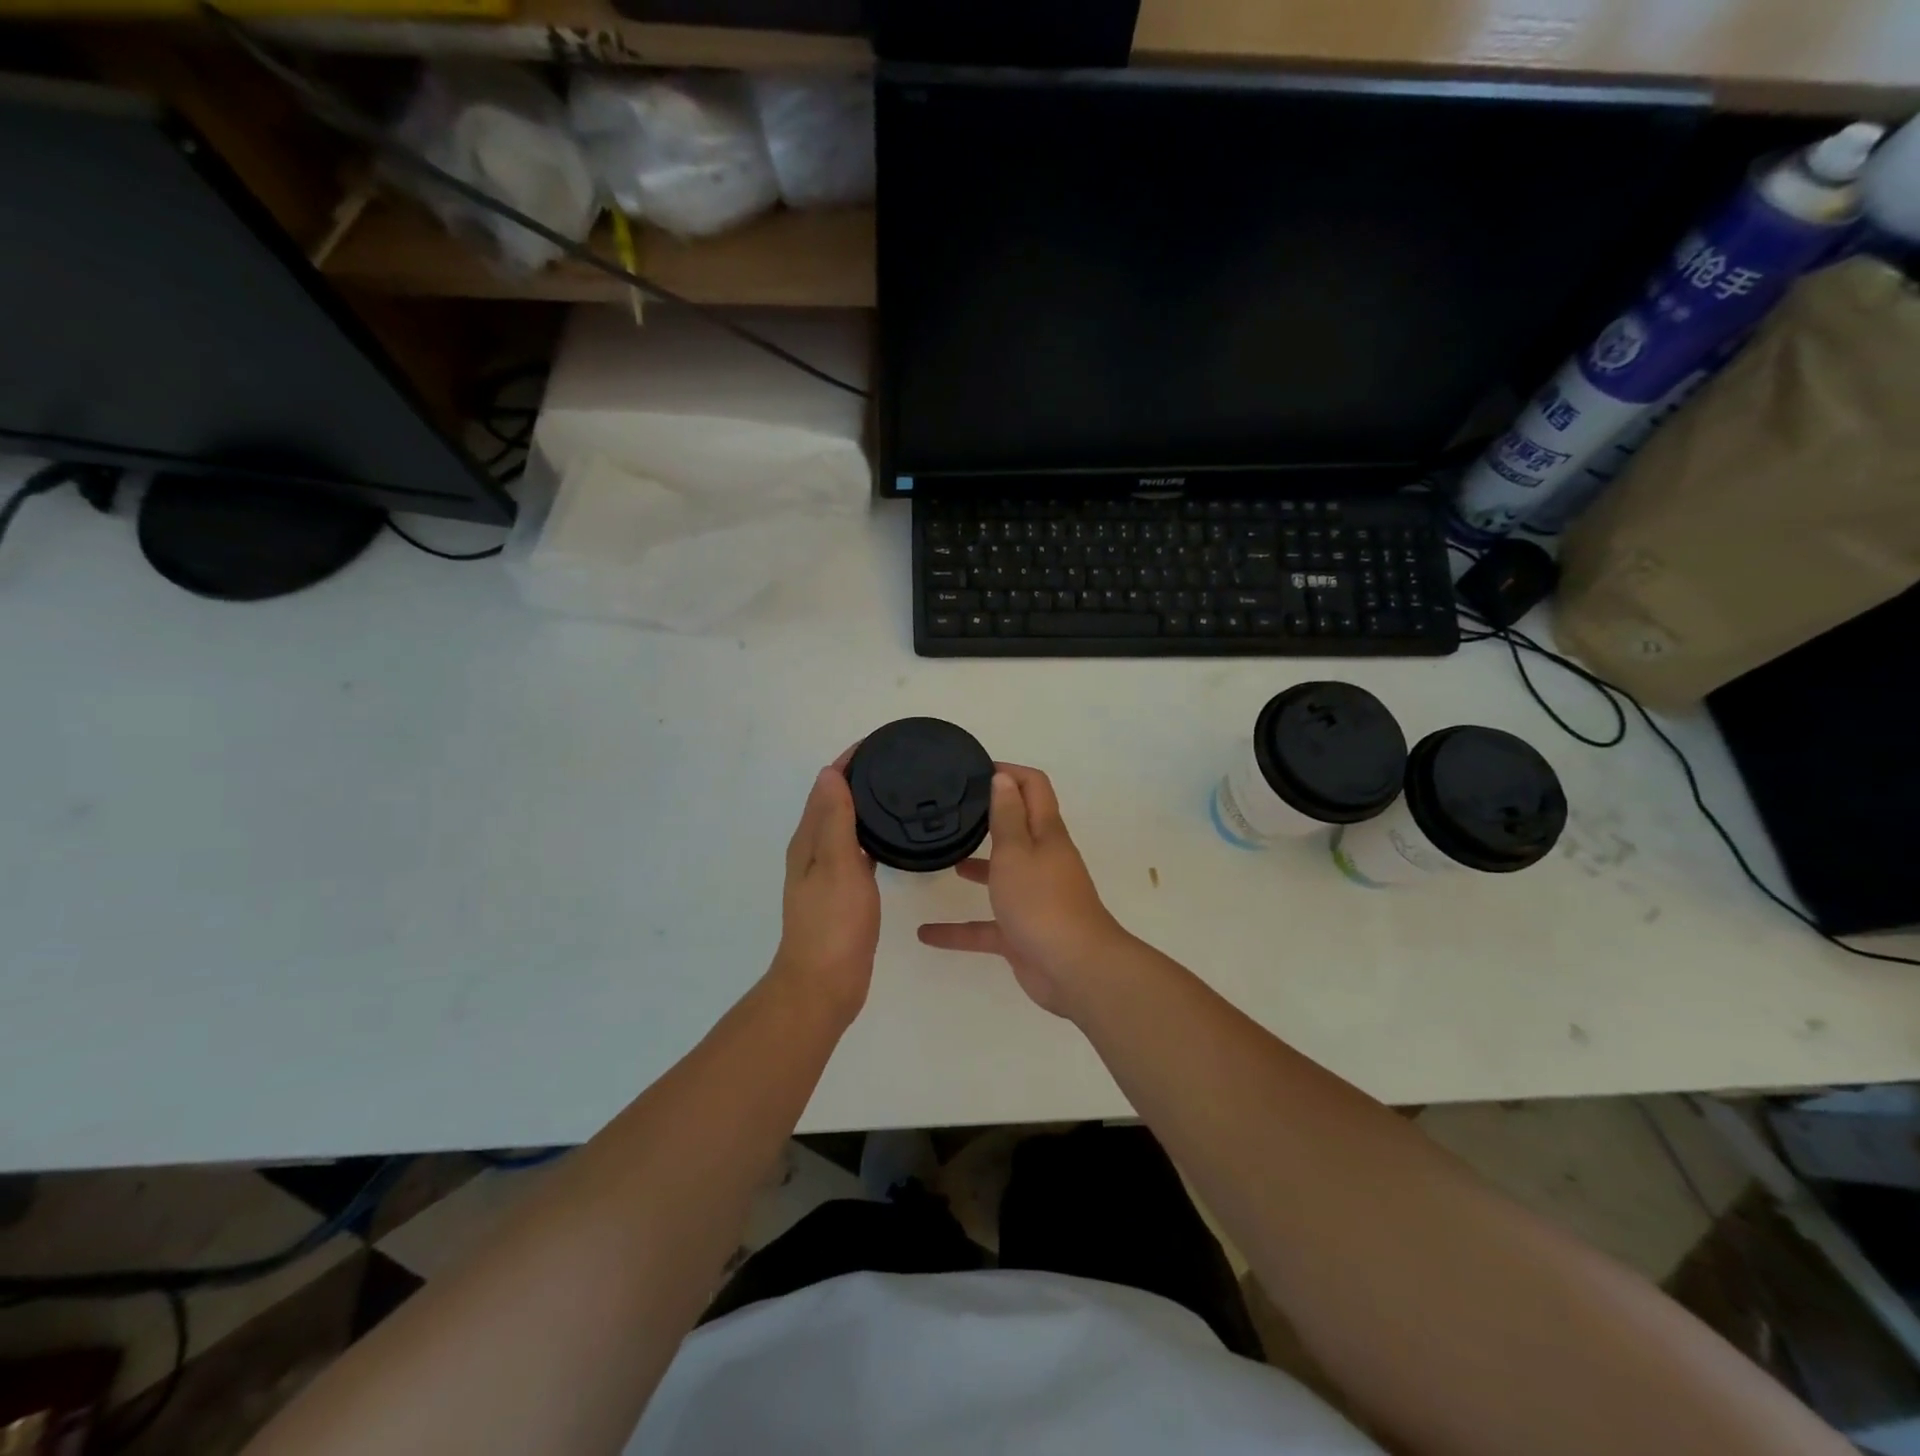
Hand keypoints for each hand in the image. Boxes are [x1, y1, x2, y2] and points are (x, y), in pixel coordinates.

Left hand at [771, 754, 878, 1025]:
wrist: (825, 984)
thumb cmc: (833, 924)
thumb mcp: (837, 865)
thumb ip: (835, 820)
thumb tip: (830, 772)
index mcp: (809, 840)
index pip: (827, 786)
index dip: (849, 761)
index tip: (880, 743)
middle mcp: (814, 851)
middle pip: (835, 802)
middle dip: (860, 778)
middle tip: (899, 763)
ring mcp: (827, 874)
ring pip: (846, 826)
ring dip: (865, 806)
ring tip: (900, 792)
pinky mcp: (843, 893)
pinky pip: (857, 851)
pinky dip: (870, 836)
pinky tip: (891, 839)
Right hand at [916, 765, 1128, 1018]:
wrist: (1075, 970)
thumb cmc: (1041, 902)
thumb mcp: (1017, 852)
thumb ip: (1007, 816)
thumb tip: (1004, 778)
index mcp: (1046, 834)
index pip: (1034, 788)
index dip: (1009, 772)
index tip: (974, 769)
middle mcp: (1042, 861)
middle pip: (1018, 828)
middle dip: (988, 817)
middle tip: (952, 810)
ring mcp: (1033, 898)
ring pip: (1001, 875)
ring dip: (976, 867)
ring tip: (942, 859)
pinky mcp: (1022, 933)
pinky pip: (986, 926)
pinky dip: (959, 928)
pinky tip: (926, 934)